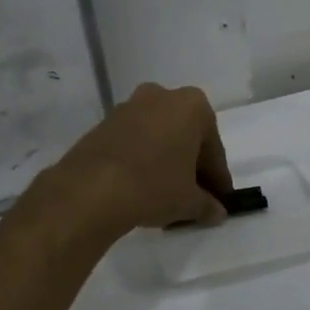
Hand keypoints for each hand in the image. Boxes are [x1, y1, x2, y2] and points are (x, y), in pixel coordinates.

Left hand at [47, 83, 233, 232]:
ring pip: (158, 137)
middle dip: (191, 166)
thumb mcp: (189, 201)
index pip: (213, 149)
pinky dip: (142, 160)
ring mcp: (129, 107)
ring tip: (166, 196)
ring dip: (165, 162)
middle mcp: (161, 96)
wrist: (91, 189)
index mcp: (192, 106)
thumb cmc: (154, 185)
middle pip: (185, 137)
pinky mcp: (103, 123)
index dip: (217, 178)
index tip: (219, 199)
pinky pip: (134, 142)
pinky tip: (141, 187)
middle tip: (194, 197)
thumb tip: (216, 212)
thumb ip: (208, 205)